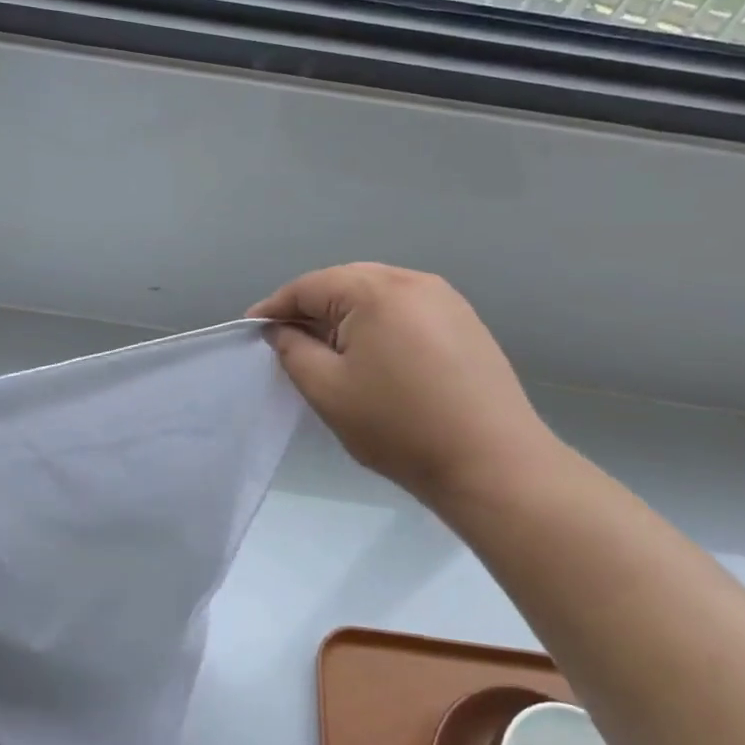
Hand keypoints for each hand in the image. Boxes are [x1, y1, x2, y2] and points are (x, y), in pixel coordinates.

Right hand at [249, 264, 560, 510]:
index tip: (251, 330)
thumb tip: (281, 329)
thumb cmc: (399, 427)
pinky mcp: (465, 322)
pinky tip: (374, 355)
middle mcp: (413, 280)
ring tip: (328, 349)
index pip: (309, 286)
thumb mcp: (327, 390)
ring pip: (377, 293)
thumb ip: (293, 350)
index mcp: (376, 290)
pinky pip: (406, 309)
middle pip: (344, 282)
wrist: (493, 464)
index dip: (275, 308)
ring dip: (345, 315)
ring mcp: (446, 299)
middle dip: (311, 308)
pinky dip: (379, 323)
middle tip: (287, 341)